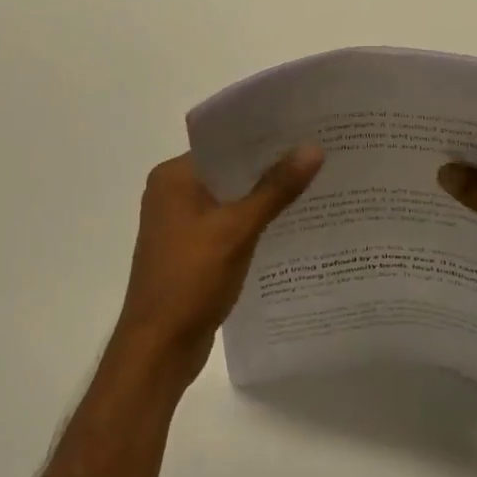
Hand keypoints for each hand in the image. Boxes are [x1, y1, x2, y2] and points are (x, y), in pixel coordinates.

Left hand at [113, 145, 323, 386]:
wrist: (158, 351)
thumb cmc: (190, 280)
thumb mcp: (237, 230)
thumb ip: (275, 189)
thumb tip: (313, 148)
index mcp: (173, 177)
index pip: (223, 141)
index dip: (262, 134)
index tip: (304, 126)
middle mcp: (173, 192)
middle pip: (229, 168)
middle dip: (269, 164)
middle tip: (318, 150)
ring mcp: (181, 224)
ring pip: (230, 197)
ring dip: (264, 194)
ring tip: (314, 180)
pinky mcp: (192, 250)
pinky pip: (228, 222)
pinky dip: (254, 220)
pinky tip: (290, 220)